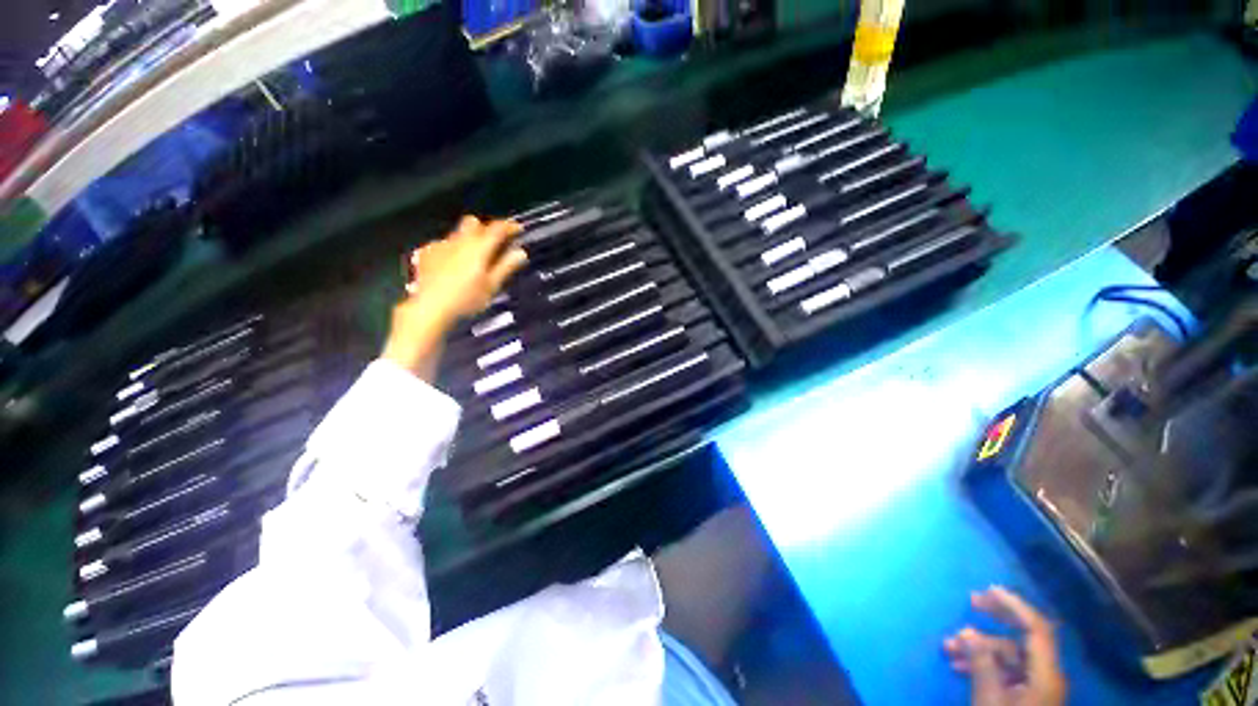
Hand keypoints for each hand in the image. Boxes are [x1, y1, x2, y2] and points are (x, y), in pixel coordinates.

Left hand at [383, 216, 527, 379]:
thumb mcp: (492, 285)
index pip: (497, 229)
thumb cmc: (466, 298)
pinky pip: (443, 243)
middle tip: (494, 243)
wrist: (431, 307)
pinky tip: (452, 264)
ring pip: (458, 233)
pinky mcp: (427, 253)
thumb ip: (506, 266)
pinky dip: (452, 249)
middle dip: (485, 228)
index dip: (509, 226)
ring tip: (473, 257)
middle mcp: (459, 241)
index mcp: (479, 247)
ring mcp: (441, 245)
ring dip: (468, 239)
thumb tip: (520, 253)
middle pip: (474, 223)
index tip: (517, 229)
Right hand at [944, 587, 1067, 705]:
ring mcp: (1037, 686)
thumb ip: (981, 664)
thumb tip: (967, 631)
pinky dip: (983, 662)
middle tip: (972, 600)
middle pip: (1026, 636)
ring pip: (1010, 654)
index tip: (989, 589)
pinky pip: (1005, 670)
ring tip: (949, 646)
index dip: (1015, 606)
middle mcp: (1046, 675)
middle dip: (998, 617)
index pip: (1037, 629)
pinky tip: (959, 664)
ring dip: (980, 646)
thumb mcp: (989, 700)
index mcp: (1046, 675)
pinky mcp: (1025, 696)